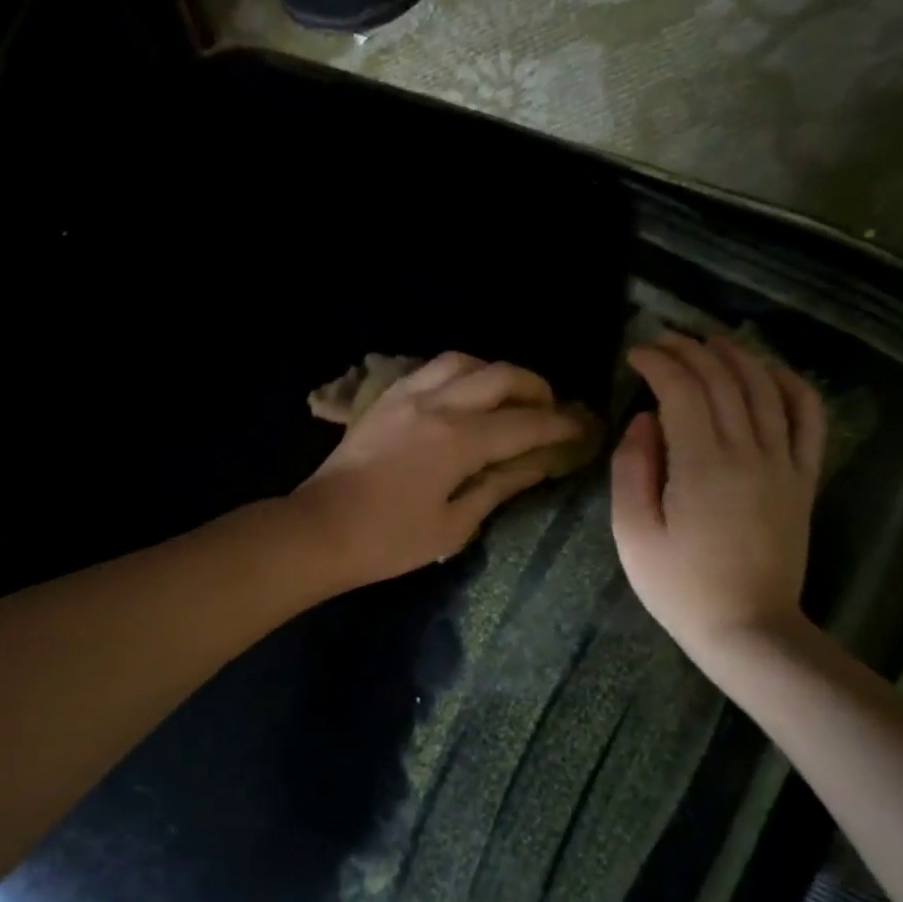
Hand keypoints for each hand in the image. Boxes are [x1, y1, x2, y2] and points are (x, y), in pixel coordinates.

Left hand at [295, 352, 592, 586]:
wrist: (319, 530)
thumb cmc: (388, 540)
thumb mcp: (453, 525)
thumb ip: (498, 487)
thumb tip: (537, 465)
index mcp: (460, 440)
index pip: (526, 423)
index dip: (560, 425)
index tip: (584, 428)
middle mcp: (438, 404)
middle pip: (501, 375)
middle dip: (536, 388)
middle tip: (550, 410)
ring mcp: (406, 396)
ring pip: (463, 361)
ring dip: (495, 373)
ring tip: (506, 398)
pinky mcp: (384, 399)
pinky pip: (430, 370)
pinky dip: (459, 375)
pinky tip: (462, 397)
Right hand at [610, 333, 826, 664]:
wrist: (747, 627)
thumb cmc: (679, 586)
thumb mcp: (633, 534)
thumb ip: (632, 470)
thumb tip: (643, 420)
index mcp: (701, 464)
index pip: (682, 389)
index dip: (658, 361)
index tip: (635, 353)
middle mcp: (749, 451)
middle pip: (723, 379)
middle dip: (690, 350)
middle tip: (663, 341)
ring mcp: (784, 462)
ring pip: (766, 386)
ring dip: (736, 355)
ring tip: (708, 342)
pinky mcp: (804, 478)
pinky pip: (808, 416)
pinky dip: (791, 384)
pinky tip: (770, 372)